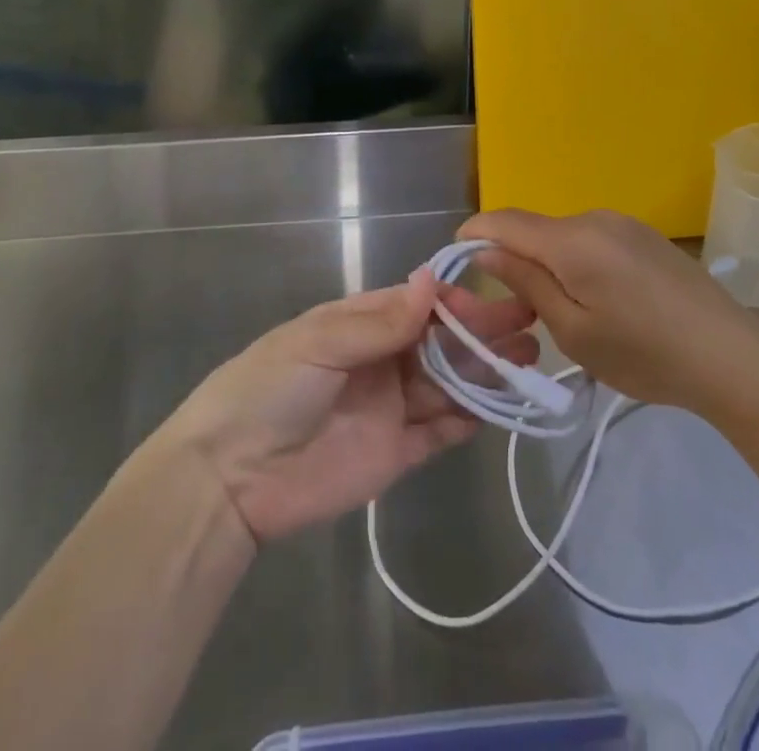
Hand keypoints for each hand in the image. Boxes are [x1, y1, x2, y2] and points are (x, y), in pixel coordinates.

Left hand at [157, 269, 536, 543]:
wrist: (228, 478)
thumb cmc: (269, 390)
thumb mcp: (319, 343)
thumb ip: (380, 322)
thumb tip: (431, 280)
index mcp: (359, 325)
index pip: (418, 305)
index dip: (453, 303)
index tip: (486, 305)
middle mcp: (381, 360)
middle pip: (441, 343)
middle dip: (482, 334)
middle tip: (529, 326)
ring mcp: (390, 407)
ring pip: (448, 384)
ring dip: (485, 373)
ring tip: (528, 362)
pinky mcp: (396, 455)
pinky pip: (439, 431)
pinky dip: (468, 419)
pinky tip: (498, 409)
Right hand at [459, 208, 758, 411]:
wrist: (731, 355)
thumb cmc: (644, 353)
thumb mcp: (573, 331)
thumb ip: (526, 283)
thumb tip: (485, 250)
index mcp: (571, 239)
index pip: (504, 221)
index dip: (473, 235)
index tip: (458, 262)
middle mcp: (594, 218)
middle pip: (534, 229)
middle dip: (514, 258)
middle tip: (516, 310)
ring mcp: (624, 223)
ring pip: (564, 236)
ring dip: (548, 262)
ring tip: (563, 313)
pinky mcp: (644, 235)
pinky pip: (592, 240)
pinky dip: (578, 262)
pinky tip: (602, 302)